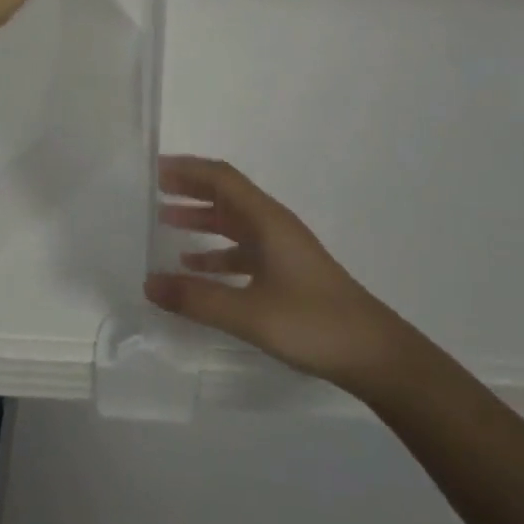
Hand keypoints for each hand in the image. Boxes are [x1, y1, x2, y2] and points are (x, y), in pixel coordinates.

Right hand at [145, 156, 403, 388]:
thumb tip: (148, 284)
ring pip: (233, 222)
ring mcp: (281, 249)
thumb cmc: (313, 323)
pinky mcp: (286, 273)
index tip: (154, 169)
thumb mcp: (249, 313)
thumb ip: (197, 298)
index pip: (221, 177)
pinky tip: (196, 268)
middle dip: (190, 188)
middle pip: (226, 194)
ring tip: (165, 221)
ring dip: (201, 218)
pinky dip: (216, 252)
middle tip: (152, 189)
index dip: (187, 169)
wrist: (375, 354)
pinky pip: (242, 250)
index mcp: (266, 220)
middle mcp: (272, 225)